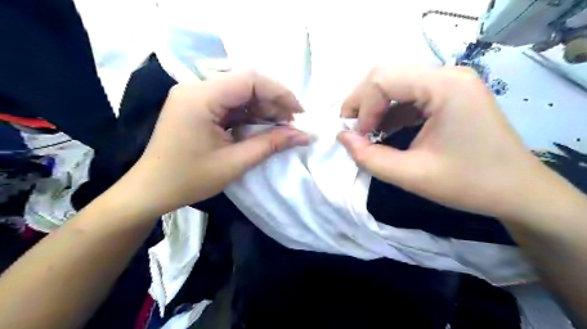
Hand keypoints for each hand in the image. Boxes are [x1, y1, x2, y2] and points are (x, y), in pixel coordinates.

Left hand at [122, 70, 308, 214]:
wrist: (151, 190)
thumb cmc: (189, 179)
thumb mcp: (235, 163)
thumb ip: (271, 144)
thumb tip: (303, 135)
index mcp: (201, 97)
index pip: (250, 79)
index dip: (280, 93)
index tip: (299, 113)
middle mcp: (196, 88)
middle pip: (246, 84)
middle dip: (273, 102)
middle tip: (292, 124)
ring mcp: (195, 96)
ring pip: (239, 93)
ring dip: (263, 109)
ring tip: (281, 128)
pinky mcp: (196, 106)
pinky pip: (229, 104)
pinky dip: (248, 115)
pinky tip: (261, 127)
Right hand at [337, 65, 555, 219]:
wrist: (518, 192)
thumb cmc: (469, 184)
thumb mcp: (411, 175)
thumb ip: (369, 158)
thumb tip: (342, 137)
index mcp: (445, 86)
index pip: (383, 80)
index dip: (362, 108)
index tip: (358, 137)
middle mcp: (447, 75)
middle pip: (386, 75)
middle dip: (363, 102)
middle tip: (353, 130)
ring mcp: (449, 83)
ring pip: (395, 83)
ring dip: (374, 107)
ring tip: (365, 133)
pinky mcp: (448, 95)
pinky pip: (408, 95)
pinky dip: (389, 112)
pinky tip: (383, 131)